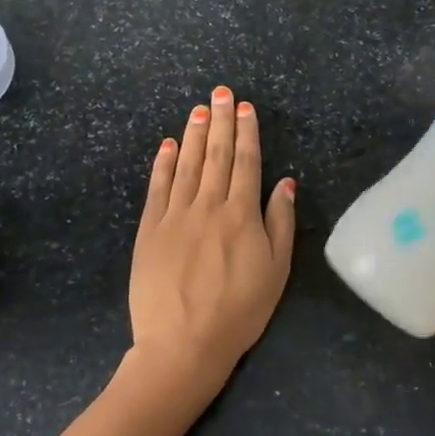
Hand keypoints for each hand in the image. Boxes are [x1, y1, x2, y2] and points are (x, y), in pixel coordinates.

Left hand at [126, 86, 296, 407]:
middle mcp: (208, 205)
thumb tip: (285, 181)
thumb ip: (280, 222)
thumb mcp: (276, 271)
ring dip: (193, 134)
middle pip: (216, 155)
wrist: (183, 343)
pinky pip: (157, 188)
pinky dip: (162, 164)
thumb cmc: (239, 311)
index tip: (245, 108)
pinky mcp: (149, 230)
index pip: (246, 163)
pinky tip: (167, 145)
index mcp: (242, 214)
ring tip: (199, 109)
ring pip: (186, 164)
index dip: (247, 133)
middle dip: (220, 121)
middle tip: (222, 92)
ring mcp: (175, 216)